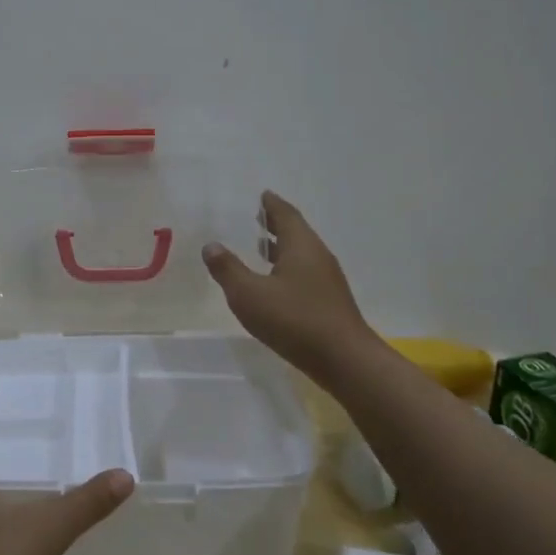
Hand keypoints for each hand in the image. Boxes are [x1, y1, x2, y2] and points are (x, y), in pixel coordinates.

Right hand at [202, 191, 371, 381]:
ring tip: (261, 246)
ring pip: (301, 254)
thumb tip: (211, 245)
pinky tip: (275, 283)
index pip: (285, 214)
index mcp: (301, 246)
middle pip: (296, 231)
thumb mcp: (249, 294)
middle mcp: (317, 256)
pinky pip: (305, 273)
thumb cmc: (294, 320)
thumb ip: (228, 269)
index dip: (272, 204)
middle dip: (276, 224)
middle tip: (257, 216)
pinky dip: (288, 267)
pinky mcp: (329, 301)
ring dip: (282, 247)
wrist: (344, 360)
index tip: (262, 194)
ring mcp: (327, 280)